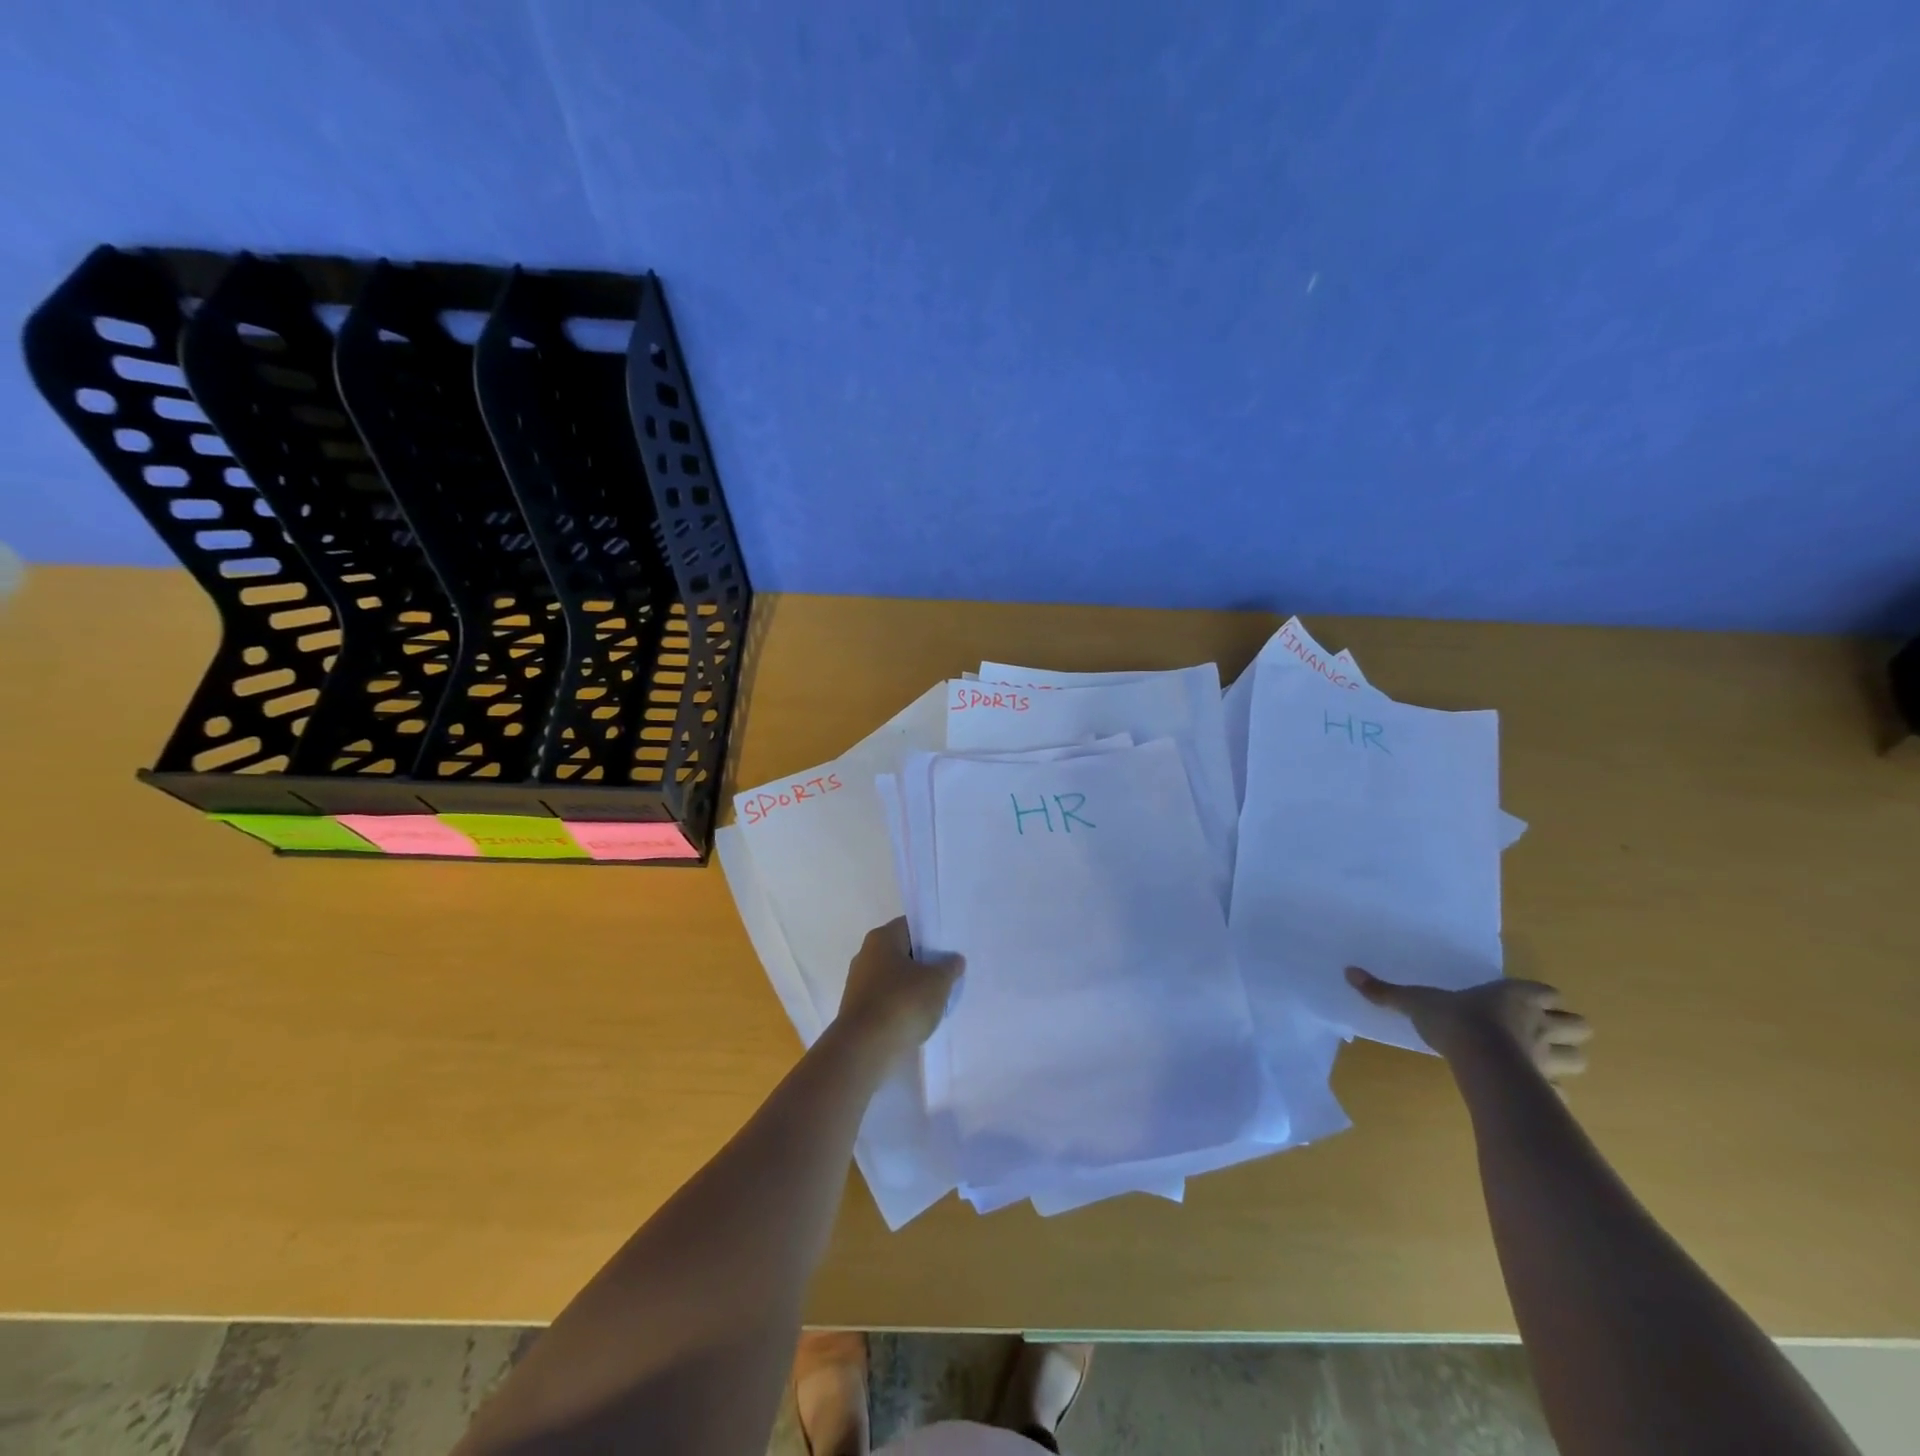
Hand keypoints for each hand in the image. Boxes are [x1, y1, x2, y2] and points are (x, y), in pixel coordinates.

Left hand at [836, 919, 962, 1055]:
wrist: (865, 1050)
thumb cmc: (902, 1003)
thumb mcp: (937, 982)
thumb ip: (949, 967)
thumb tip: (953, 960)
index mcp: (882, 938)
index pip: (912, 926)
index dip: (933, 935)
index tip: (951, 948)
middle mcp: (866, 955)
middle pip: (903, 952)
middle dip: (925, 963)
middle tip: (950, 973)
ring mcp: (859, 984)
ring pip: (895, 978)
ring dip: (914, 987)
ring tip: (938, 999)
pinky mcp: (859, 1010)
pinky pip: (887, 1000)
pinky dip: (902, 1006)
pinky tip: (919, 1018)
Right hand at [1346, 967, 1591, 1081]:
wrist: (1480, 1061)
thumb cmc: (1454, 1021)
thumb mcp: (1414, 1001)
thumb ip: (1386, 991)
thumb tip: (1349, 972)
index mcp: (1516, 996)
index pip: (1548, 993)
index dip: (1542, 998)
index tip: (1528, 1002)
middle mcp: (1539, 1023)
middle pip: (1579, 1026)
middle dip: (1567, 1030)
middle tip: (1543, 1033)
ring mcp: (1548, 1058)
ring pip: (1580, 1059)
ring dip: (1568, 1059)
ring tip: (1543, 1062)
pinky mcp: (1547, 1088)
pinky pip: (1562, 1092)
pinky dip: (1554, 1092)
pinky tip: (1533, 1093)